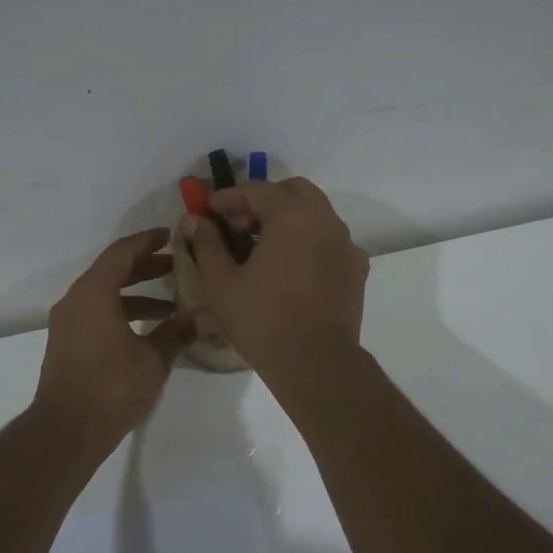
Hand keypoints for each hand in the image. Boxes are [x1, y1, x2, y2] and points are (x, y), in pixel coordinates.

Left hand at [34, 229, 195, 444]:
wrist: (66, 430)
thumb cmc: (112, 387)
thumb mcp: (153, 359)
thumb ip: (178, 332)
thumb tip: (205, 315)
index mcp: (94, 293)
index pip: (122, 253)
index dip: (147, 241)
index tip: (171, 235)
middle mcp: (76, 300)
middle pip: (112, 271)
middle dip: (146, 267)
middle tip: (178, 266)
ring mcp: (68, 323)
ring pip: (105, 294)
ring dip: (137, 294)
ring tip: (172, 304)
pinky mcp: (68, 343)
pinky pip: (97, 313)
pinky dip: (123, 312)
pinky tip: (149, 330)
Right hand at [183, 177, 369, 390]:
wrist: (316, 362)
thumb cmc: (262, 320)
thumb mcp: (221, 283)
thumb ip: (207, 243)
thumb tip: (195, 219)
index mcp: (291, 216)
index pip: (257, 189)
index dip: (229, 197)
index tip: (209, 211)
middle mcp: (325, 220)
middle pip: (293, 191)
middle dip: (264, 200)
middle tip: (239, 225)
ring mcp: (346, 243)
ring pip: (316, 213)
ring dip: (288, 218)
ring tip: (263, 247)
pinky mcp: (357, 268)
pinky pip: (330, 240)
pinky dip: (309, 240)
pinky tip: (292, 267)